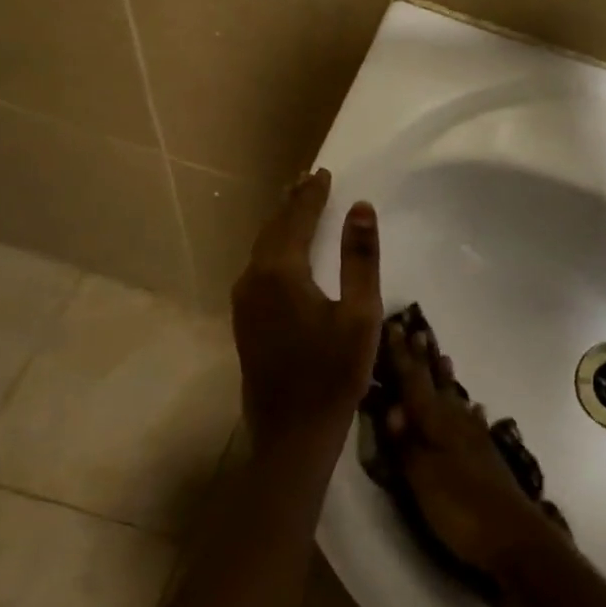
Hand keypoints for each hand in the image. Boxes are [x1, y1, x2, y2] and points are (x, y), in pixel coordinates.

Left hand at [231, 169, 382, 464]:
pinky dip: (274, 248)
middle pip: (273, 229)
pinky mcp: (245, 321)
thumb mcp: (361, 313)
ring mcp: (244, 302)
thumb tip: (361, 208)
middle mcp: (254, 280)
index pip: (296, 219)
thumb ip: (360, 257)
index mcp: (281, 272)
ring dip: (281, 224)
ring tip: (298, 205)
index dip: (312, 194)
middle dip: (292, 203)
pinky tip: (285, 251)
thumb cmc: (335, 373)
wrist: (292, 434)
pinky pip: (258, 268)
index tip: (324, 172)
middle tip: (309, 180)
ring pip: (262, 248)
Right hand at [382, 325, 573, 606]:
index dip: (402, 357)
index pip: (415, 383)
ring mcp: (476, 440)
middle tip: (419, 330)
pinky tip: (475, 410)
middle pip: (437, 385)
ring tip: (444, 358)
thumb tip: (389, 405)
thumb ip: (406, 444)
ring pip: (456, 400)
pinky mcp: (487, 459)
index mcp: (438, 426)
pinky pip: (473, 422)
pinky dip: (469, 411)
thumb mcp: (423, 481)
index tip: (394, 326)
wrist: (515, 541)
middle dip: (424, 360)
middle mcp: (457, 424)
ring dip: (447, 379)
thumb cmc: (462, 512)